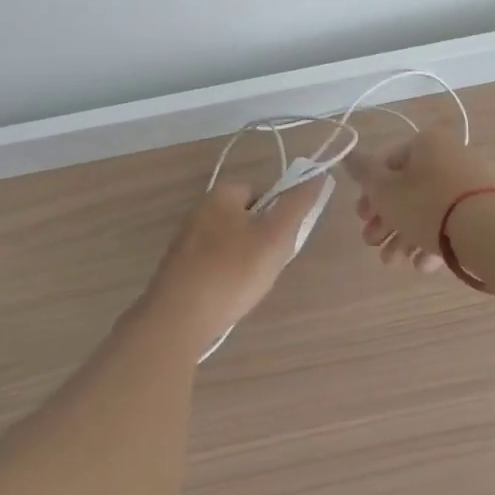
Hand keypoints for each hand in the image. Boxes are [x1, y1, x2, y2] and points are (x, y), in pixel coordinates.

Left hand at [145, 178, 329, 351]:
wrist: (177, 318)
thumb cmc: (231, 272)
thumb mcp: (275, 237)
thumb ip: (297, 205)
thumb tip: (317, 176)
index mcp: (221, 194)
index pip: (261, 192)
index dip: (277, 216)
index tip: (281, 243)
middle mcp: (199, 210)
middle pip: (245, 219)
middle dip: (260, 241)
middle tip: (266, 267)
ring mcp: (185, 240)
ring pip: (229, 244)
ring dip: (242, 261)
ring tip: (247, 286)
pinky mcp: (178, 268)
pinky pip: (212, 265)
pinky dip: (224, 277)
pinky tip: (227, 297)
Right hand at [343, 129, 494, 272]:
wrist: (491, 234)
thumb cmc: (429, 205)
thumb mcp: (385, 191)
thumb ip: (363, 173)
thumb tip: (347, 154)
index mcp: (425, 144)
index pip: (387, 164)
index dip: (369, 193)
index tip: (361, 219)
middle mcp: (448, 157)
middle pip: (407, 189)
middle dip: (386, 221)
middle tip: (372, 244)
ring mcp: (469, 183)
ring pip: (427, 209)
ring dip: (404, 236)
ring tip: (393, 263)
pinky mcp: (484, 209)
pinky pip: (450, 221)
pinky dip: (432, 240)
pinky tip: (422, 265)